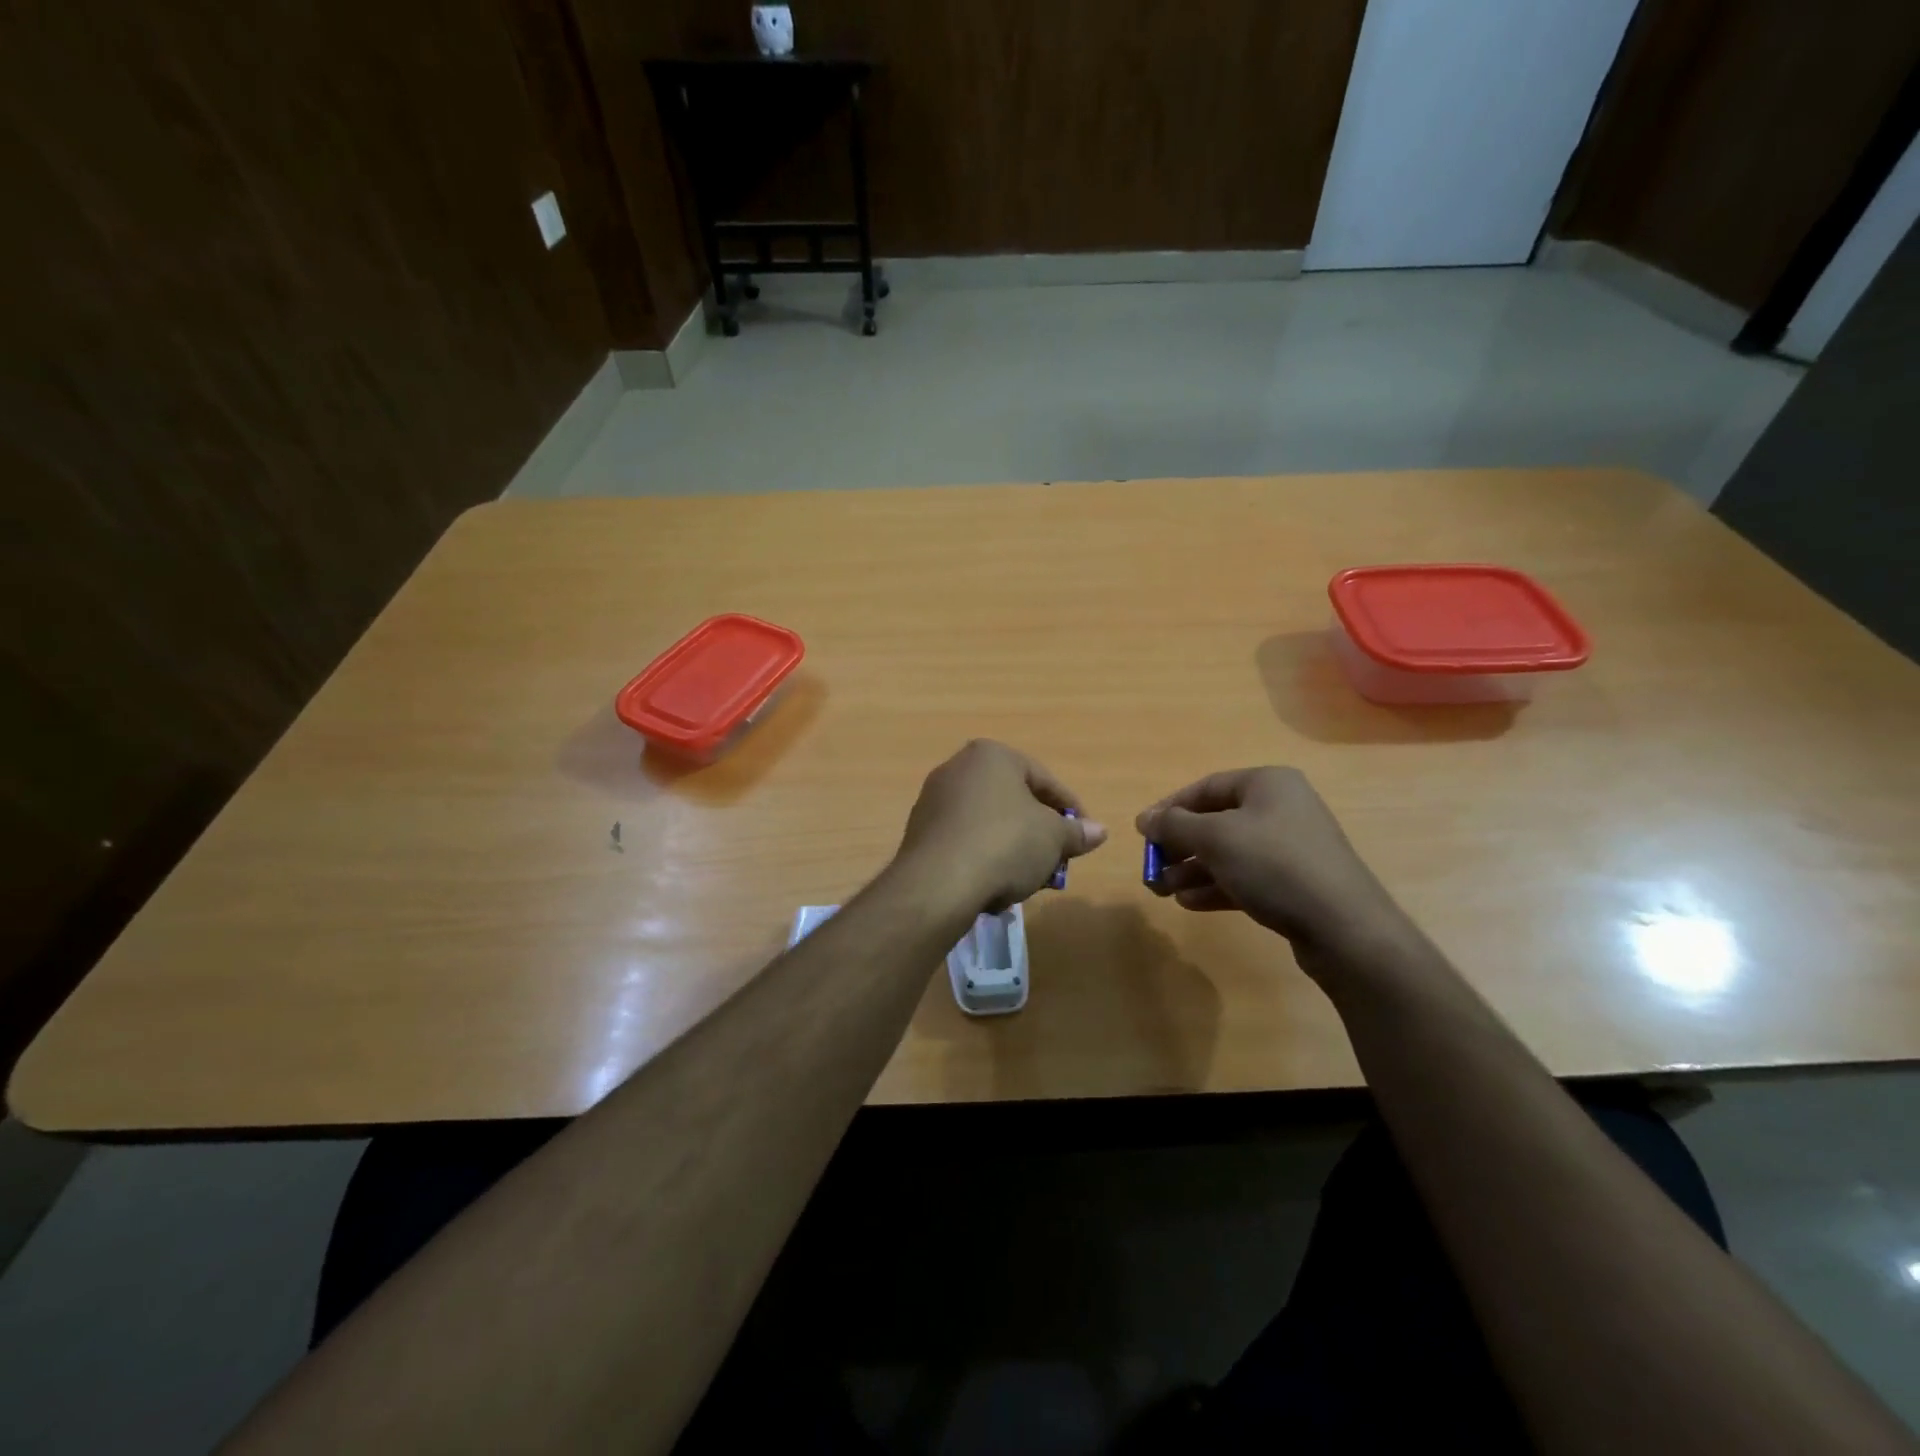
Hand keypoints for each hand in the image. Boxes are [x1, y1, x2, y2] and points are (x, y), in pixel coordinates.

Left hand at [894, 740, 1107, 912]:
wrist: (938, 882)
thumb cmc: (1005, 844)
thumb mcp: (1053, 838)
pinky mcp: (919, 832)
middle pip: (1013, 801)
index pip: (1044, 780)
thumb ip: (1077, 833)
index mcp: (991, 755)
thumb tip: (1099, 831)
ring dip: (1012, 848)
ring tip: (1029, 880)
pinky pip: (964, 841)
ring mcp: (933, 800)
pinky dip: (983, 858)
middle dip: (1039, 833)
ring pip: (988, 823)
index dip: (1071, 810)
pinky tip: (994, 886)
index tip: (1085, 837)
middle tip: (1057, 862)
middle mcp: (957, 768)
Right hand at [1136, 767, 1409, 980]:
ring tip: (1164, 891)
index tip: (1143, 833)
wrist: (1344, 927)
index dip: (1169, 808)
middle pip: (1215, 821)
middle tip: (1152, 868)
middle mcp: (1281, 808)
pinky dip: (1216, 886)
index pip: (1205, 788)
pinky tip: (1190, 903)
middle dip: (1179, 846)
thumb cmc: (1274, 865)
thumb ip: (1174, 825)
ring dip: (1192, 870)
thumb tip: (1144, 818)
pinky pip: (1245, 876)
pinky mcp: (1294, 882)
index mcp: (1267, 784)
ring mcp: (1290, 847)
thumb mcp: (1215, 838)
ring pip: (1228, 853)